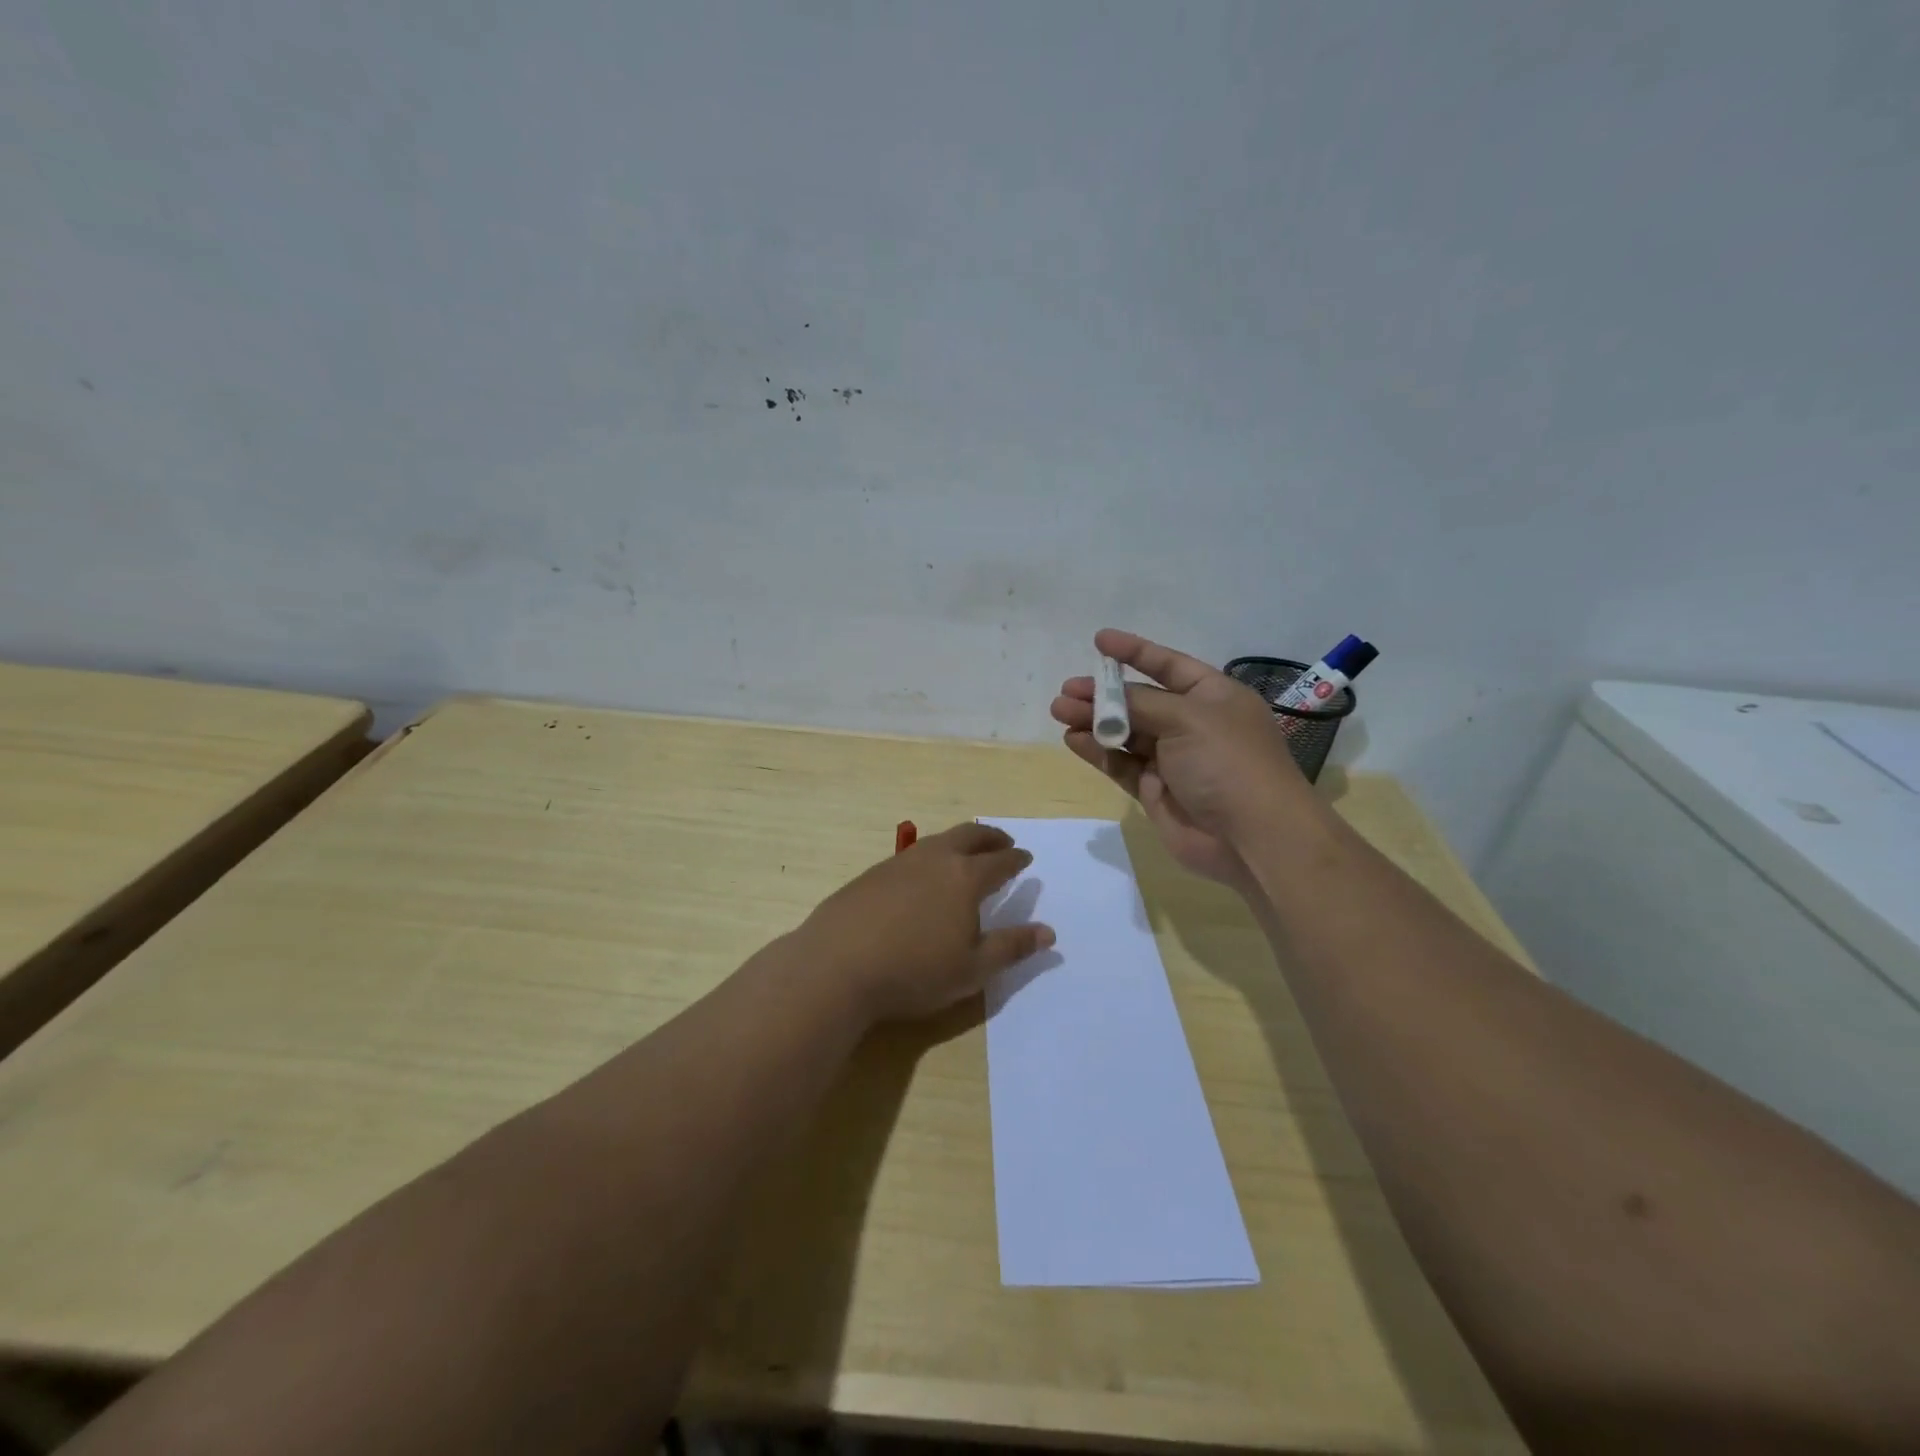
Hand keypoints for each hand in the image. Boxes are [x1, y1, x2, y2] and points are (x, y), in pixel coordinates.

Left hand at [796, 822, 1055, 1021]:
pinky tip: (922, 875)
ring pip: (937, 840)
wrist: (837, 965)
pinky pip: (912, 854)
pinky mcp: (871, 873)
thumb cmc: (914, 971)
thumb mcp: (972, 970)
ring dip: (958, 842)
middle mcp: (934, 859)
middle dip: (990, 837)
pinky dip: (930, 855)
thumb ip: (1011, 947)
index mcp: (965, 878)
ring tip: (965, 853)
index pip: (999, 861)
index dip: (1016, 859)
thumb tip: (1048, 931)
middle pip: (969, 837)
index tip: (1025, 857)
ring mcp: (899, 863)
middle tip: (1003, 841)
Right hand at [1051, 629, 1318, 885]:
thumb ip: (1140, 704)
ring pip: (1126, 733)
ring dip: (1094, 721)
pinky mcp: (1156, 790)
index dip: (1135, 652)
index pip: (1169, 665)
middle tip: (1067, 691)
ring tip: (1060, 712)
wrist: (1252, 837)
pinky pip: (1121, 764)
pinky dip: (1098, 751)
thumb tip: (1105, 700)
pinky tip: (1073, 740)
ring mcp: (1173, 759)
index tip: (1099, 641)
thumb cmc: (1227, 762)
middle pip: (1140, 701)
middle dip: (1103, 694)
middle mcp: (1193, 724)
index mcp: (1213, 696)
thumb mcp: (1187, 718)